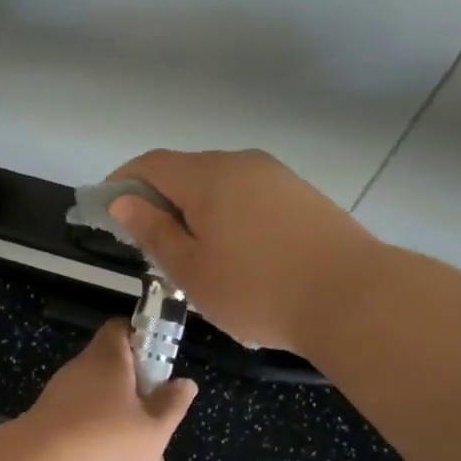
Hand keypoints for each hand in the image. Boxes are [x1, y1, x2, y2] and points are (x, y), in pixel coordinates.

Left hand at [15, 321, 197, 460]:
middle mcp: (80, 373)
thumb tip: (184, 382)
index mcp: (107, 360)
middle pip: (116, 375)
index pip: (122, 329)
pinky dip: (100, 450)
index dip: (145, 340)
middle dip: (142, 404)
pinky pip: (82, 433)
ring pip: (102, 410)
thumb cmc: (104, 445)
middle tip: (160, 434)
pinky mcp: (46, 431)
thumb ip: (172, 405)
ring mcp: (59, 402)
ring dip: (125, 434)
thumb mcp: (153, 430)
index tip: (163, 367)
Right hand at [106, 149, 376, 353]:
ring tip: (194, 255)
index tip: (107, 211)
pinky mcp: (302, 196)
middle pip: (186, 171)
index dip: (123, 183)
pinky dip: (228, 215)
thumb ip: (154, 231)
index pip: (151, 165)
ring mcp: (277, 177)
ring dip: (196, 210)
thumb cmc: (257, 289)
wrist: (353, 297)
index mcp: (207, 177)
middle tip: (150, 244)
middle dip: (160, 200)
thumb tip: (123, 201)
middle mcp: (241, 163)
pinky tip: (236, 253)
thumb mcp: (191, 270)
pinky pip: (249, 196)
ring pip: (220, 185)